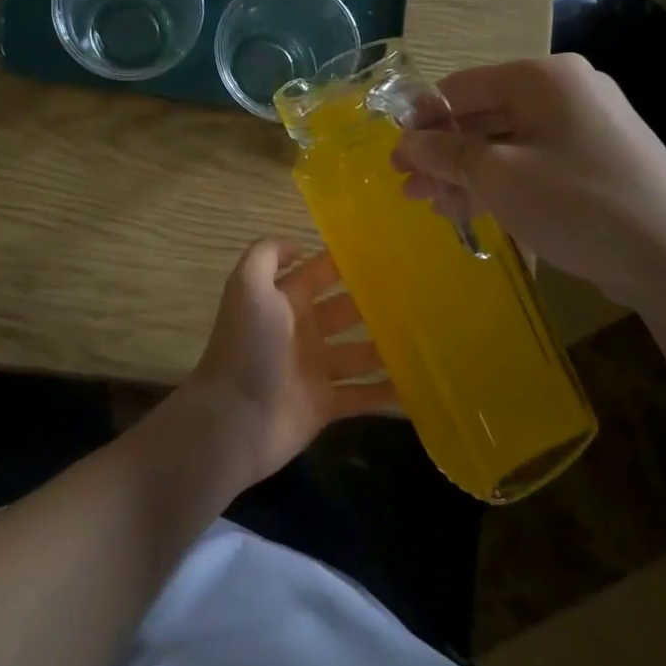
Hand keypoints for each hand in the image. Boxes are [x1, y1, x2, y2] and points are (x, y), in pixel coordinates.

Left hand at [184, 238, 395, 489]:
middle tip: (420, 295)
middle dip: (375, 302)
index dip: (345, 263)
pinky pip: (363, 395)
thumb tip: (299, 246)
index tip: (387, 253)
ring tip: (430, 335)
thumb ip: (267, 255)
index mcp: (284, 301)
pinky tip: (419, 383)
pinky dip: (387, 391)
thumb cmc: (246, 347)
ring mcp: (314, 369)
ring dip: (387, 345)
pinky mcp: (325, 405)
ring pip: (360, 352)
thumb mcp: (247, 286)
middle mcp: (301, 331)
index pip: (319, 274)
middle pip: (345, 311)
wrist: (234, 419)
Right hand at [390, 55, 665, 309]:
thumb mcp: (498, 176)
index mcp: (543, 78)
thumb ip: (446, 153)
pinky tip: (470, 208)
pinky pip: (533, 161)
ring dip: (465, 171)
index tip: (394, 153)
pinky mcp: (597, 161)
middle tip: (407, 184)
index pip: (462, 86)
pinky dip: (499, 181)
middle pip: (484, 115)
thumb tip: (407, 143)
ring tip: (431, 204)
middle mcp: (566, 91)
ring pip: (506, 142)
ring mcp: (586, 126)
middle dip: (441, 152)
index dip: (421, 118)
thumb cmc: (577, 203)